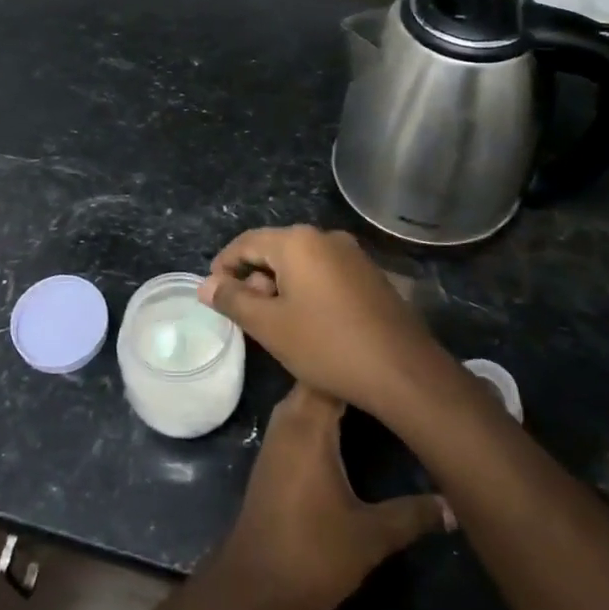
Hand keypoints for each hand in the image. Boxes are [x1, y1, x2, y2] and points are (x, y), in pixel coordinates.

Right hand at [199, 225, 450, 417]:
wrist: (403, 372)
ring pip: (301, 263)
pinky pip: (325, 274)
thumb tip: (205, 285)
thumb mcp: (269, 326)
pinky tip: (308, 323)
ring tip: (274, 323)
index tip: (213, 294)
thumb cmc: (327, 345)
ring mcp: (353, 255)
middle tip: (245, 315)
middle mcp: (326, 238)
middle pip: (275, 250)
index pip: (246, 242)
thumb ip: (233, 300)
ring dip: (280, 286)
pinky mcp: (370, 276)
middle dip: (253, 278)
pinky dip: (306, 291)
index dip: (223, 266)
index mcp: (298, 242)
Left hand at [204, 383, 451, 609]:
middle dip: (355, 375)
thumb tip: (454, 503)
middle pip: (321, 379)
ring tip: (384, 395)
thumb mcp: (370, 536)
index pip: (334, 372)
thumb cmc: (311, 554)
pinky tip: (354, 427)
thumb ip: (413, 514)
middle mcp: (288, 419)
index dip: (364, 364)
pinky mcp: (276, 455)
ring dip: (340, 393)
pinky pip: (302, 416)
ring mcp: (278, 436)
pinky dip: (326, 412)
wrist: (253, 587)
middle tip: (400, 379)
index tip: (400, 362)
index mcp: (308, 424)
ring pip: (310, 397)